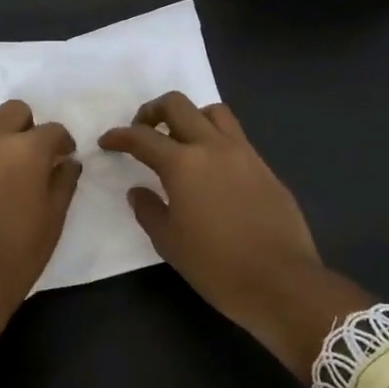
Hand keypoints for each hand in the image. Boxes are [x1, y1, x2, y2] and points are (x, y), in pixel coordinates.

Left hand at [0, 100, 82, 338]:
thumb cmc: (13, 257)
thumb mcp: (52, 223)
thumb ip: (63, 183)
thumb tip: (66, 162)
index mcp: (23, 150)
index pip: (52, 129)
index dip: (61, 143)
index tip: (61, 158)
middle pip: (12, 112)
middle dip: (24, 129)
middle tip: (25, 159)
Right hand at [100, 93, 370, 378]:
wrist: (281, 281)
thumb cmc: (216, 266)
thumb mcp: (170, 243)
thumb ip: (149, 210)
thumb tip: (138, 191)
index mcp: (183, 164)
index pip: (142, 138)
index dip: (120, 136)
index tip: (107, 141)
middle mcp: (212, 146)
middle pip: (178, 105)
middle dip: (152, 111)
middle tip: (142, 131)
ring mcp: (243, 153)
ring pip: (212, 112)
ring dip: (190, 117)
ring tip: (180, 140)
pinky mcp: (264, 166)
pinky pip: (235, 136)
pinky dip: (215, 138)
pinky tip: (211, 167)